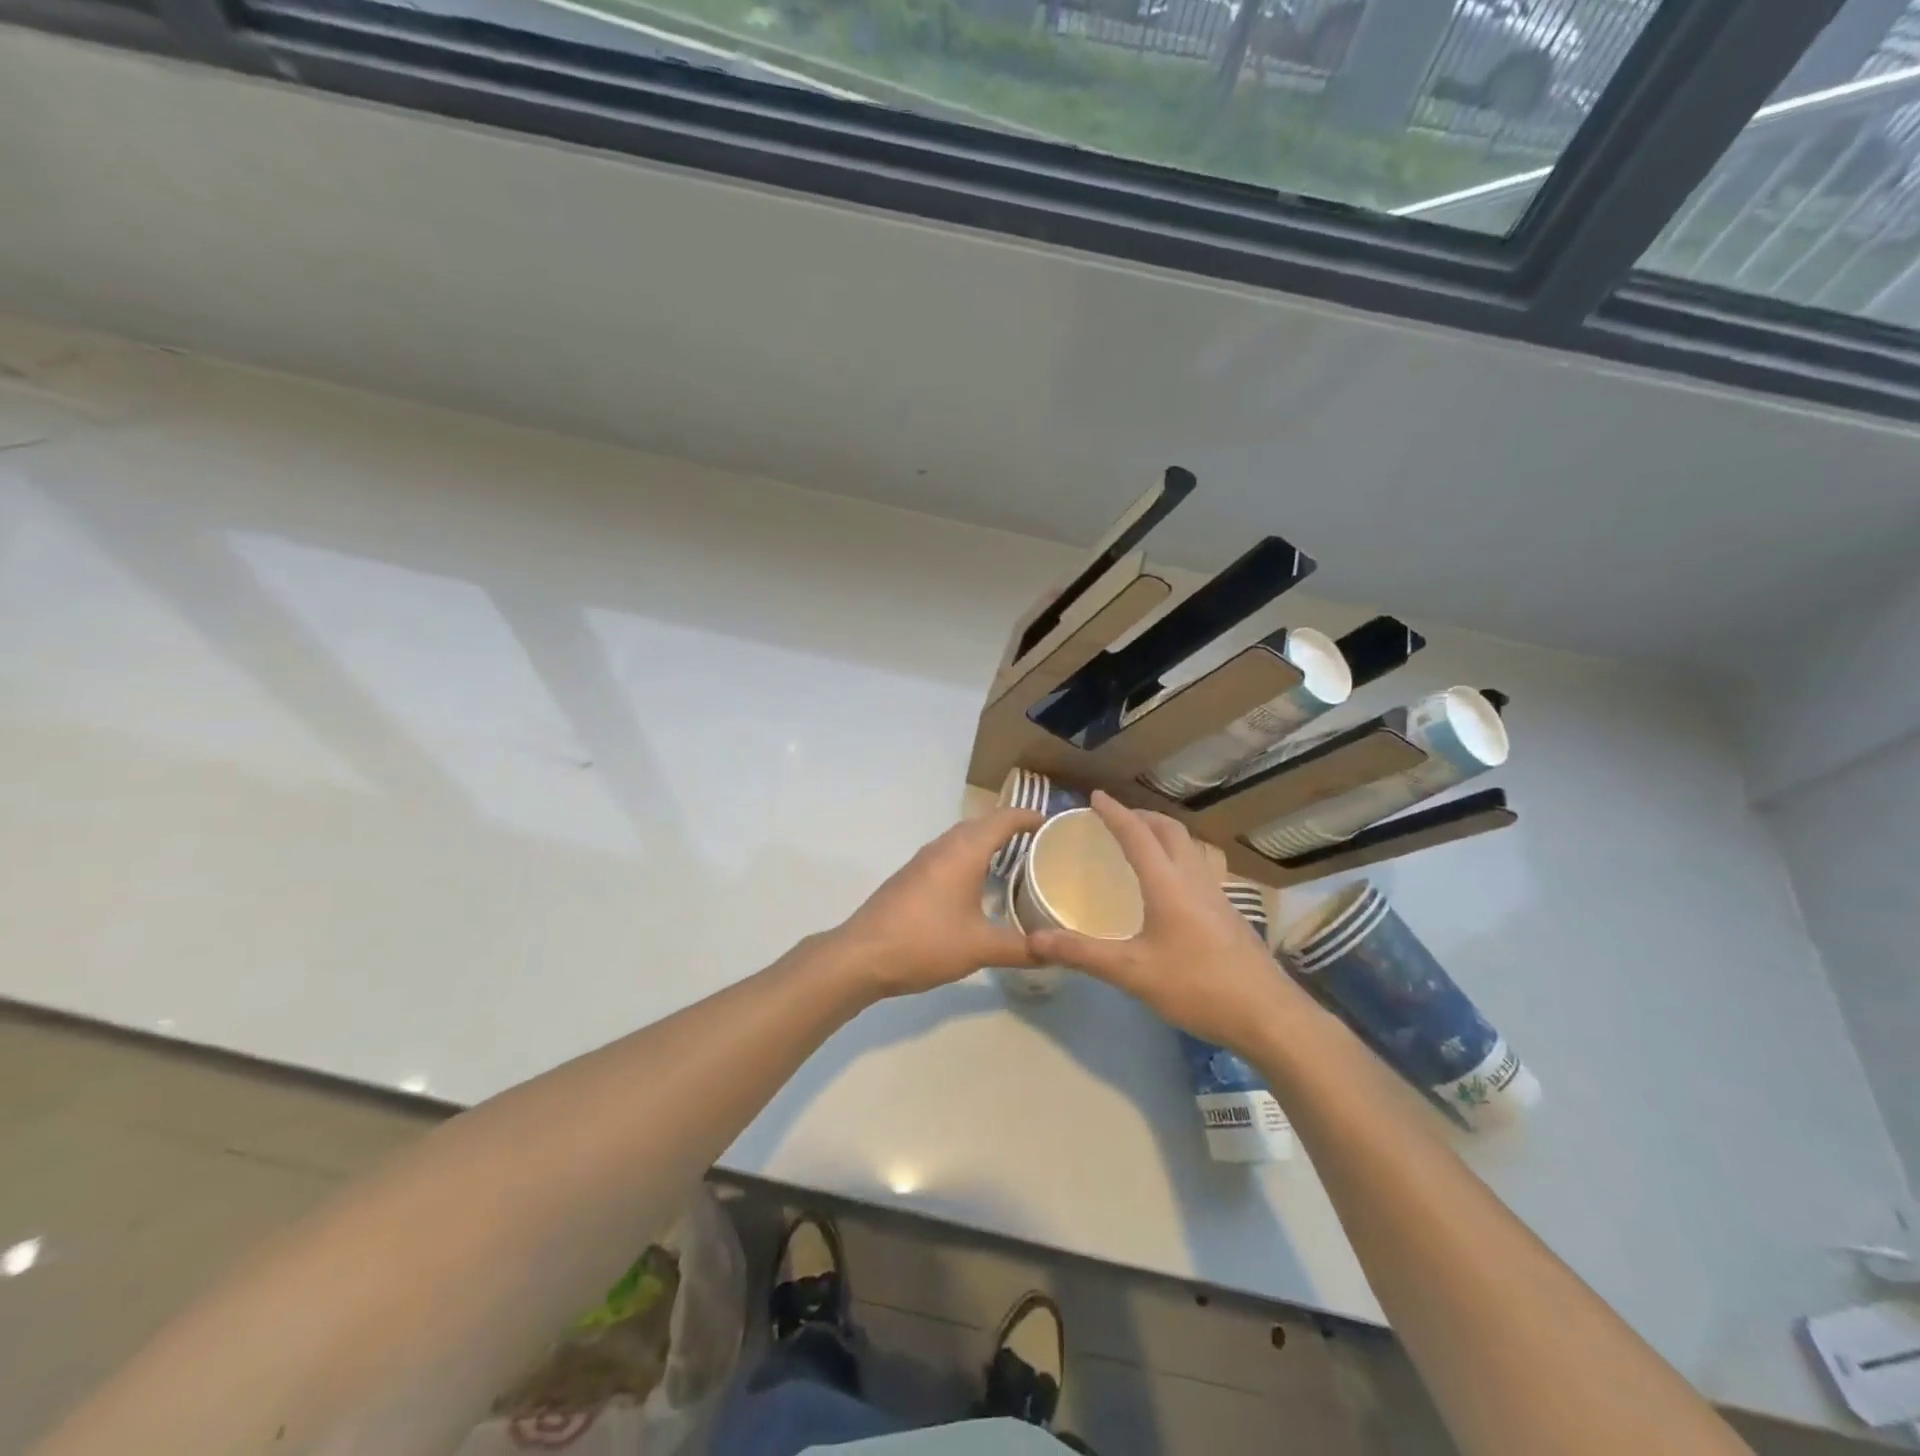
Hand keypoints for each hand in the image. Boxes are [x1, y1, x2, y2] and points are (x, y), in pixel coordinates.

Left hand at [832, 807, 1044, 997]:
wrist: (862, 955)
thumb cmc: (925, 942)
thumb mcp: (981, 947)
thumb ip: (1022, 948)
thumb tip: (1057, 952)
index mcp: (964, 851)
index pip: (1005, 818)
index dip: (1032, 817)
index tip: (1057, 826)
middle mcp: (944, 846)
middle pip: (984, 824)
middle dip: (1014, 829)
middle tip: (1045, 847)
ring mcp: (924, 860)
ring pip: (964, 839)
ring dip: (990, 843)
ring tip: (1019, 864)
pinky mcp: (912, 876)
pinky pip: (950, 855)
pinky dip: (972, 859)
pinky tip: (981, 887)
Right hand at [1024, 791, 1305, 1051]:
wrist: (1269, 1015)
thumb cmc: (1198, 987)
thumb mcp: (1133, 973)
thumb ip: (1083, 954)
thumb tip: (1034, 940)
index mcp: (1168, 884)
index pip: (1137, 835)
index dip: (1115, 813)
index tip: (1095, 796)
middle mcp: (1194, 879)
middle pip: (1170, 830)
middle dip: (1142, 816)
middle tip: (1116, 818)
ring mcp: (1217, 894)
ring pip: (1188, 847)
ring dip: (1162, 834)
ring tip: (1140, 843)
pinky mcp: (1229, 913)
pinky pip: (1197, 866)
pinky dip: (1176, 857)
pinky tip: (1168, 886)